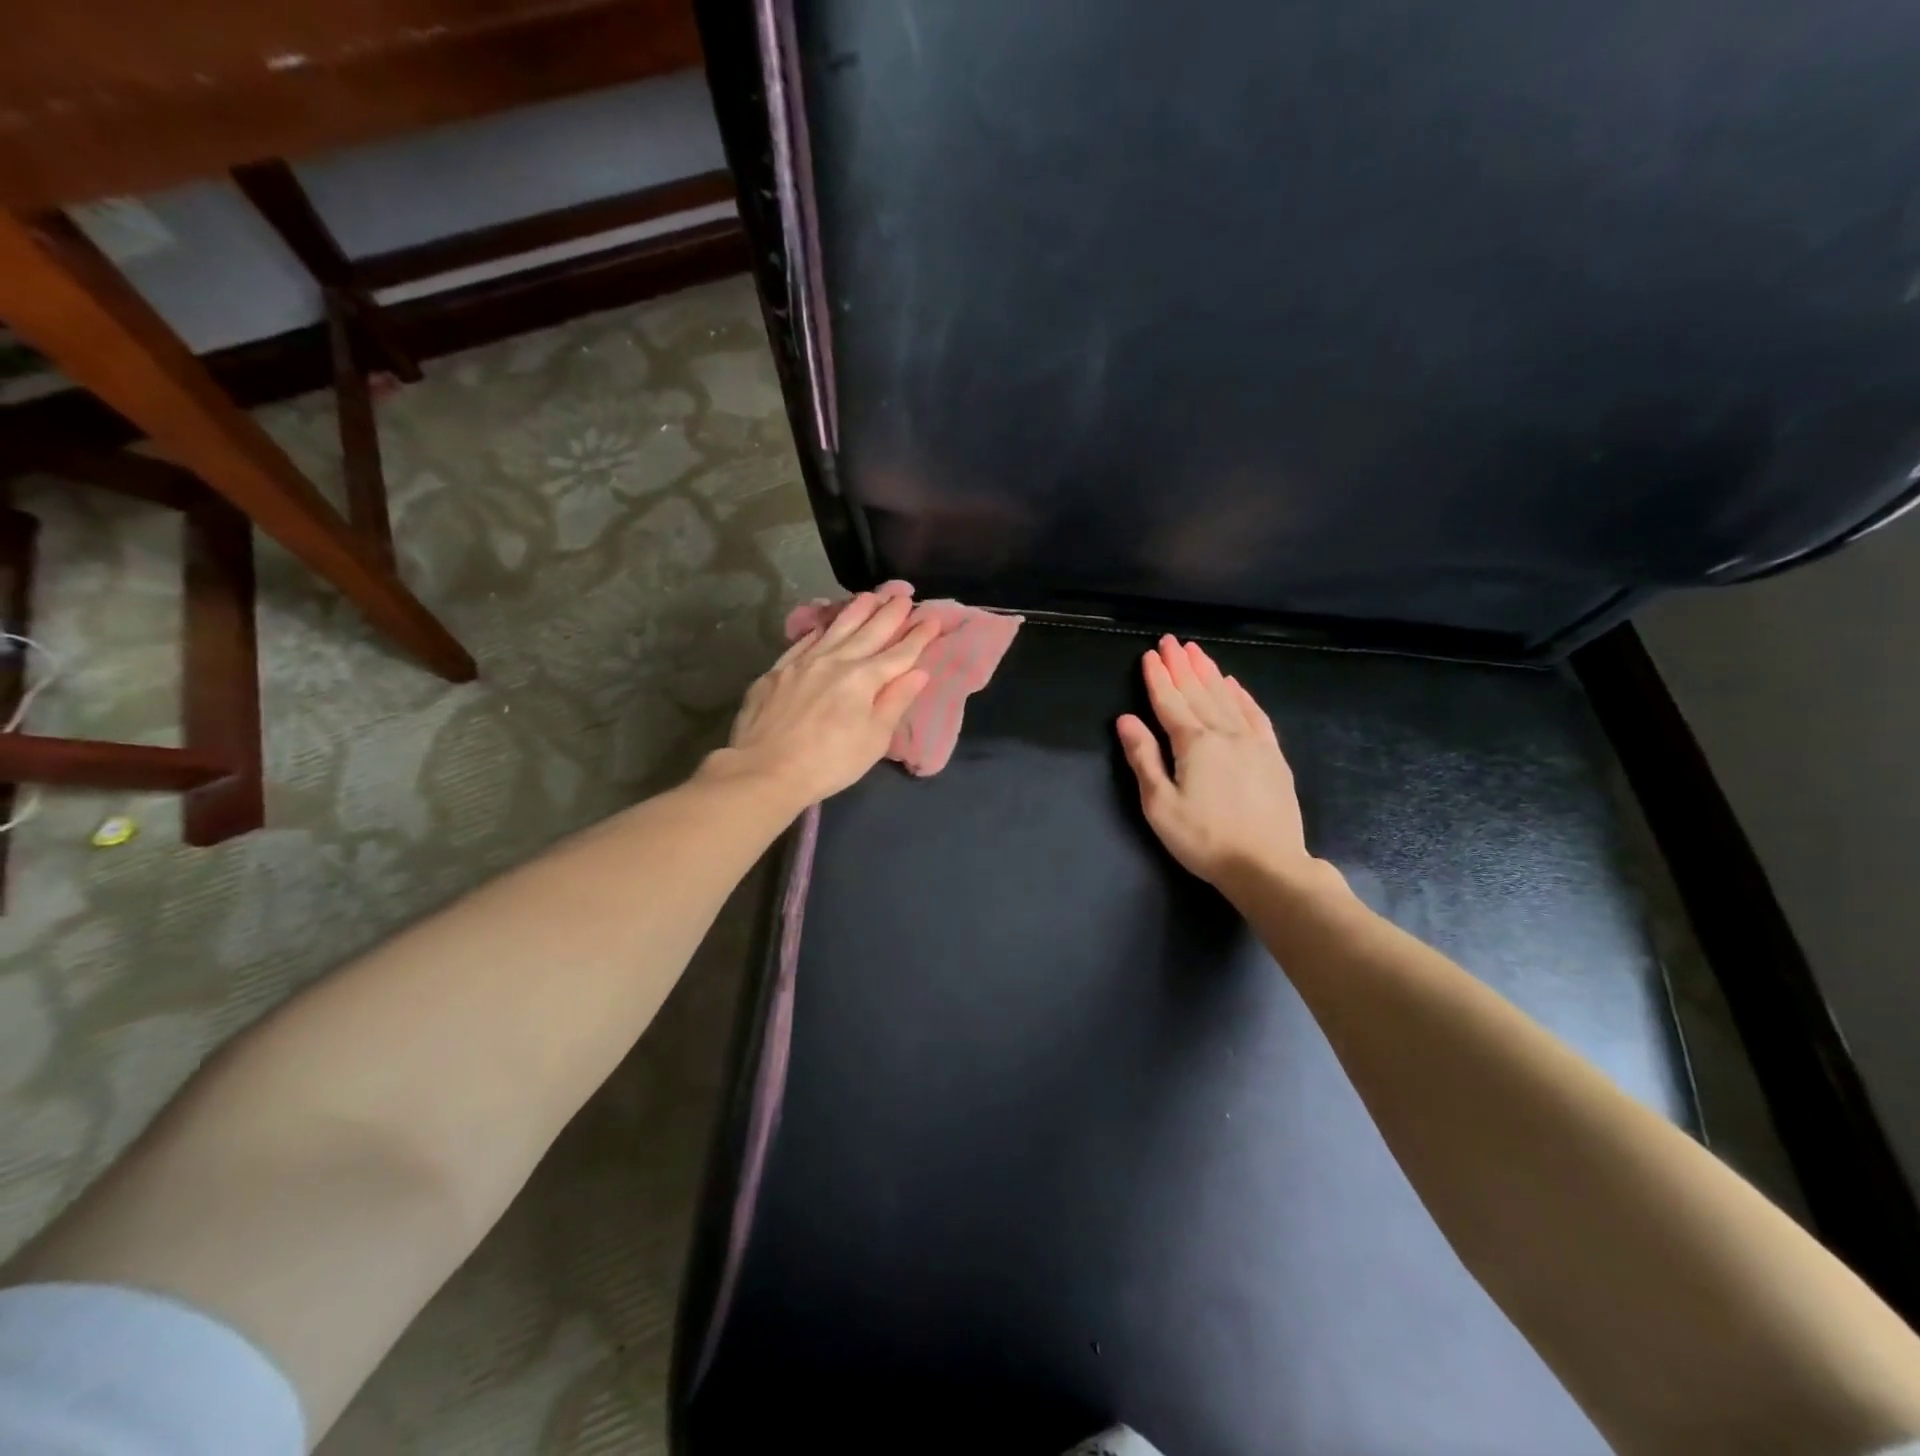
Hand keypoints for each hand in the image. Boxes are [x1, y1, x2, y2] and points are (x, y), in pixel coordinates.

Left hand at [708, 590, 937, 809]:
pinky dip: (821, 627)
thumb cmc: (829, 763)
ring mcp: (802, 662)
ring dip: (856, 610)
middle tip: (905, 595)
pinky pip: (805, 640)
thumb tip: (918, 672)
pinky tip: (827, 621)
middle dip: (890, 614)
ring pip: (836, 628)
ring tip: (872, 595)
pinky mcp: (776, 671)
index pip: (898, 653)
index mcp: (863, 679)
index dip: (918, 636)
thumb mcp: (873, 739)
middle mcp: (835, 661)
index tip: (933, 618)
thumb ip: (895, 701)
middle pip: (869, 632)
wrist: (764, 770)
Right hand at [1116, 636, 1329, 898]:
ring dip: (1209, 672)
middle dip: (1182, 665)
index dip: (1157, 677)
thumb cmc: (1204, 839)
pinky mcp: (1273, 756)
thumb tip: (1126, 719)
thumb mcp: (1160, 805)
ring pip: (1226, 697)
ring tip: (1197, 651)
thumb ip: (1143, 758)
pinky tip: (1234, 684)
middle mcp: (1224, 733)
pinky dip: (1242, 695)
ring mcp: (1253, 742)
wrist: (1267, 865)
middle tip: (1171, 641)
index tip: (1150, 654)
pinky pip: (1255, 714)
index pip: (1170, 702)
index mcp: (1193, 744)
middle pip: (1198, 692)